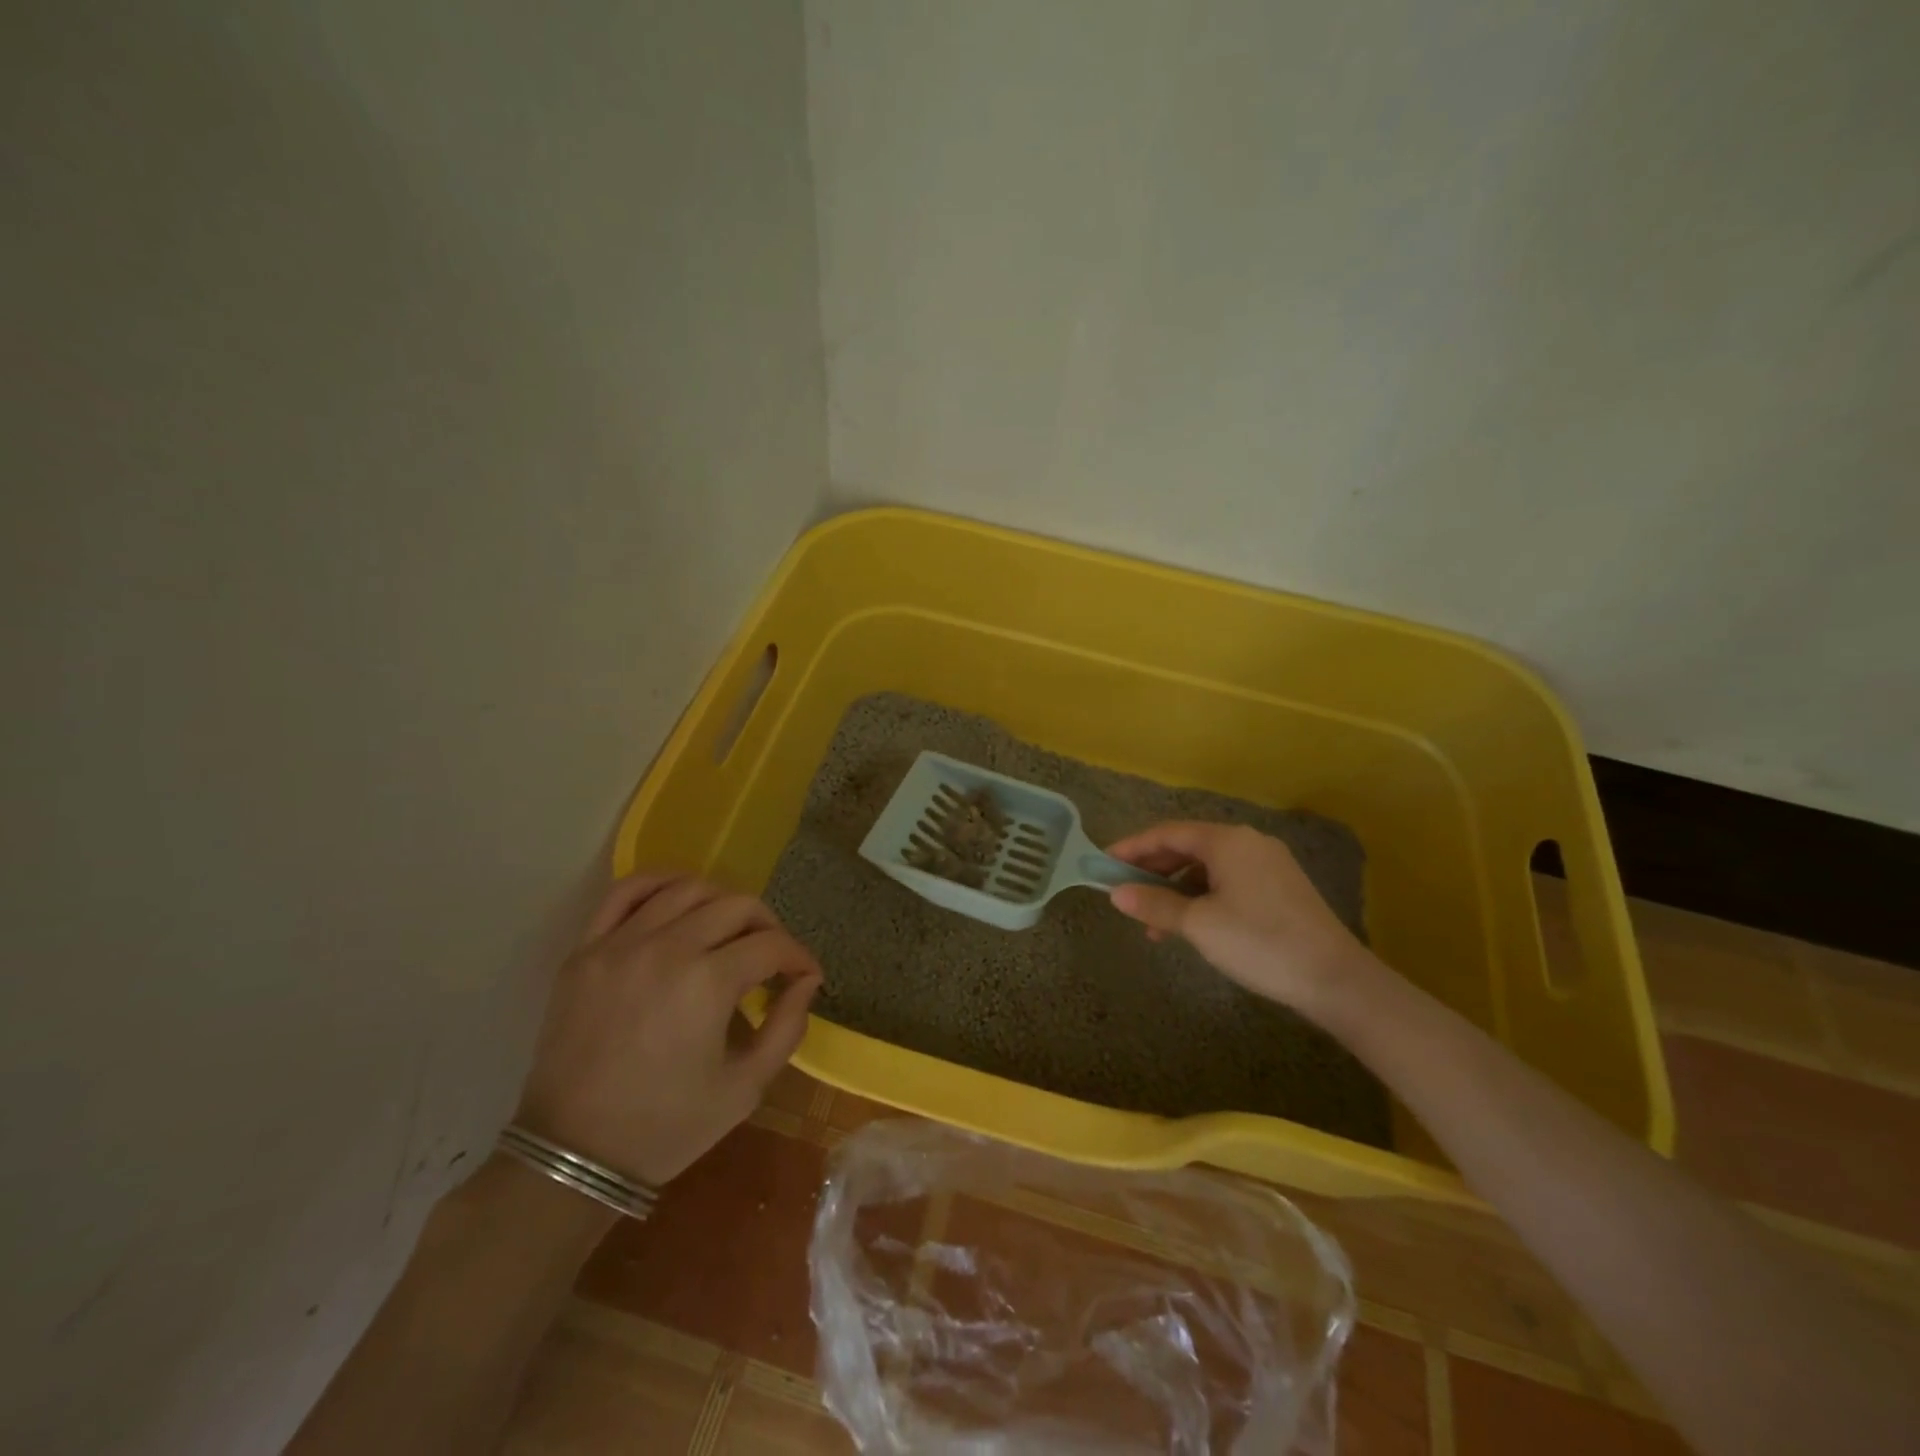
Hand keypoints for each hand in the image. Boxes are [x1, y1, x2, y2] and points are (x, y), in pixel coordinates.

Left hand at [514, 873, 822, 1186]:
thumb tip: (806, 981)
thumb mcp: (745, 1088)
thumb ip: (787, 1027)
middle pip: (737, 906)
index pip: (771, 945)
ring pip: (687, 889)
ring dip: (721, 902)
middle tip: (772, 956)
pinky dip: (658, 883)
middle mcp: (668, 948)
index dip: (798, 957)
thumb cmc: (667, 1126)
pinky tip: (677, 899)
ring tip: (728, 930)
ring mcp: (621, 944)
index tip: (806, 976)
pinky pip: (625, 892)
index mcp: (709, 983)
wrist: (573, 1154)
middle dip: (768, 926)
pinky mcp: (587, 950)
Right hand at [1107, 822, 1368, 1016]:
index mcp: (1227, 840)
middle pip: (1188, 846)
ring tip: (1154, 921)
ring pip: (1207, 866)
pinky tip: (1191, 924)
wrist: (1335, 979)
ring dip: (1176, 888)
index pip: (1167, 833)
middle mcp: (1248, 842)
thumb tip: (1116, 894)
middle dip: (1153, 869)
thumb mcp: (1199, 925)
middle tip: (1124, 891)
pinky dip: (1202, 896)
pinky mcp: (1280, 887)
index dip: (1132, 847)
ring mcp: (1268, 863)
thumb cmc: (1259, 942)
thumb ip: (1155, 904)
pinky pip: (1228, 880)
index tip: (1104, 863)